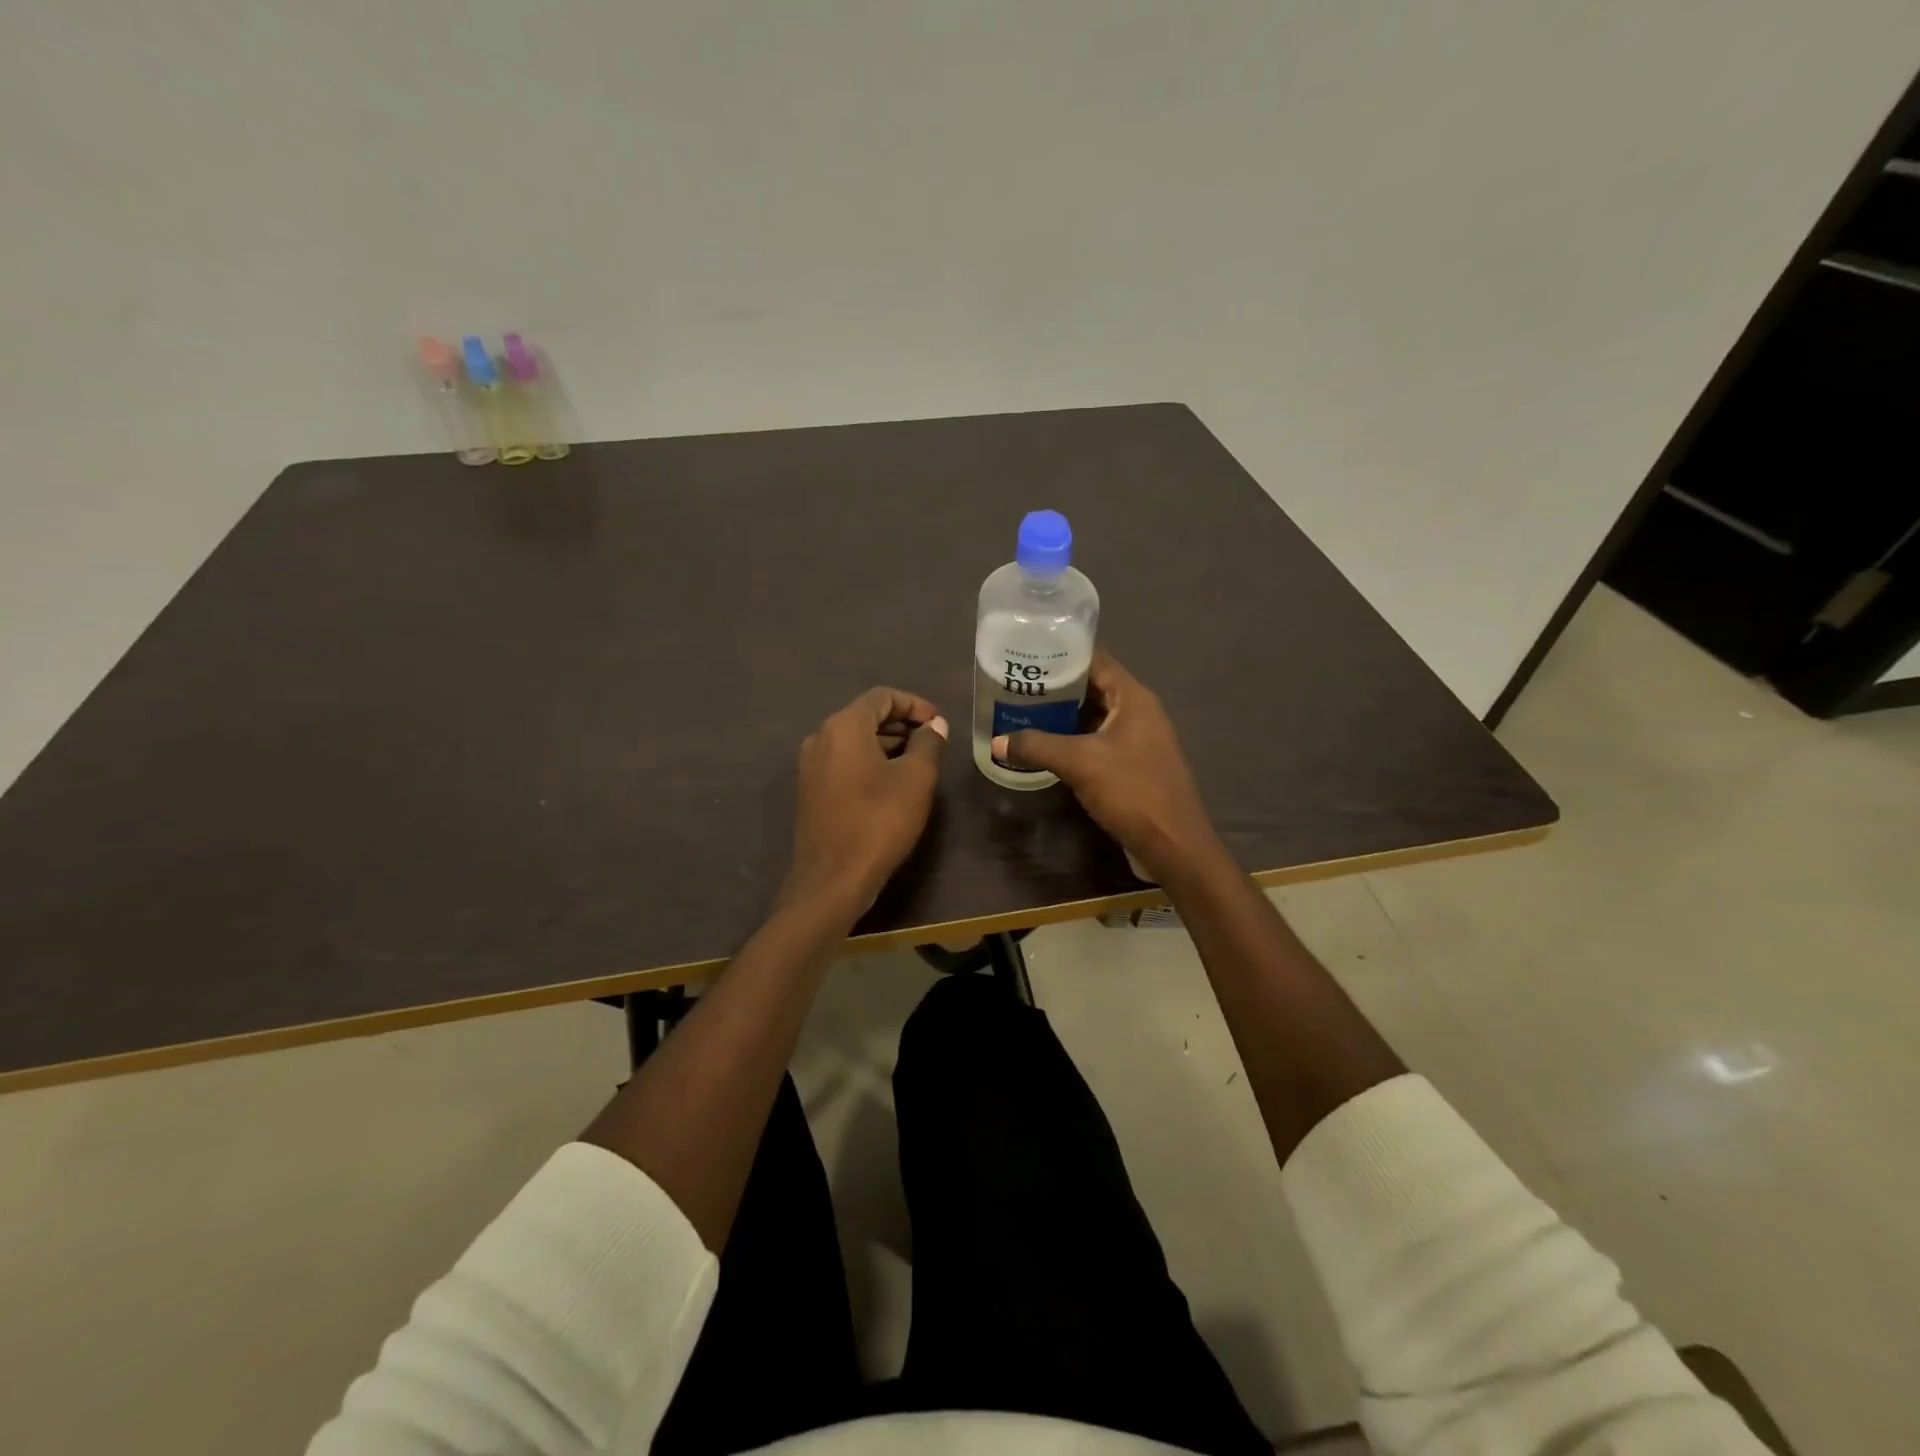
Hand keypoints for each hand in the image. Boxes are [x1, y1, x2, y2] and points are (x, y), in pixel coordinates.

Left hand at [783, 687, 948, 915]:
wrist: (833, 879)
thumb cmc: (879, 822)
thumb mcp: (916, 779)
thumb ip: (928, 743)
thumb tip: (934, 725)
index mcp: (843, 727)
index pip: (882, 697)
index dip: (914, 704)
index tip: (938, 722)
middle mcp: (820, 738)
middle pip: (865, 716)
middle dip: (900, 723)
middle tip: (932, 740)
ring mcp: (810, 765)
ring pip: (854, 740)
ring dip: (886, 743)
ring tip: (918, 760)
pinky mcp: (810, 790)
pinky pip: (843, 761)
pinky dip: (869, 761)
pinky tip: (891, 782)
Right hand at [993, 652, 1222, 883]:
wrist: (1173, 845)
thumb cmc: (1132, 791)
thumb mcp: (1079, 763)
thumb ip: (1036, 746)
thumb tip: (997, 742)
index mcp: (1134, 698)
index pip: (1096, 659)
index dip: (1062, 652)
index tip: (1027, 652)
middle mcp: (1139, 712)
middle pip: (1094, 687)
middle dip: (1057, 686)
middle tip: (1018, 686)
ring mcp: (1139, 740)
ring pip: (1095, 717)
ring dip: (1064, 716)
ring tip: (1025, 712)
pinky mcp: (1134, 765)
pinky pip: (1099, 741)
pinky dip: (1074, 740)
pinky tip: (1047, 747)